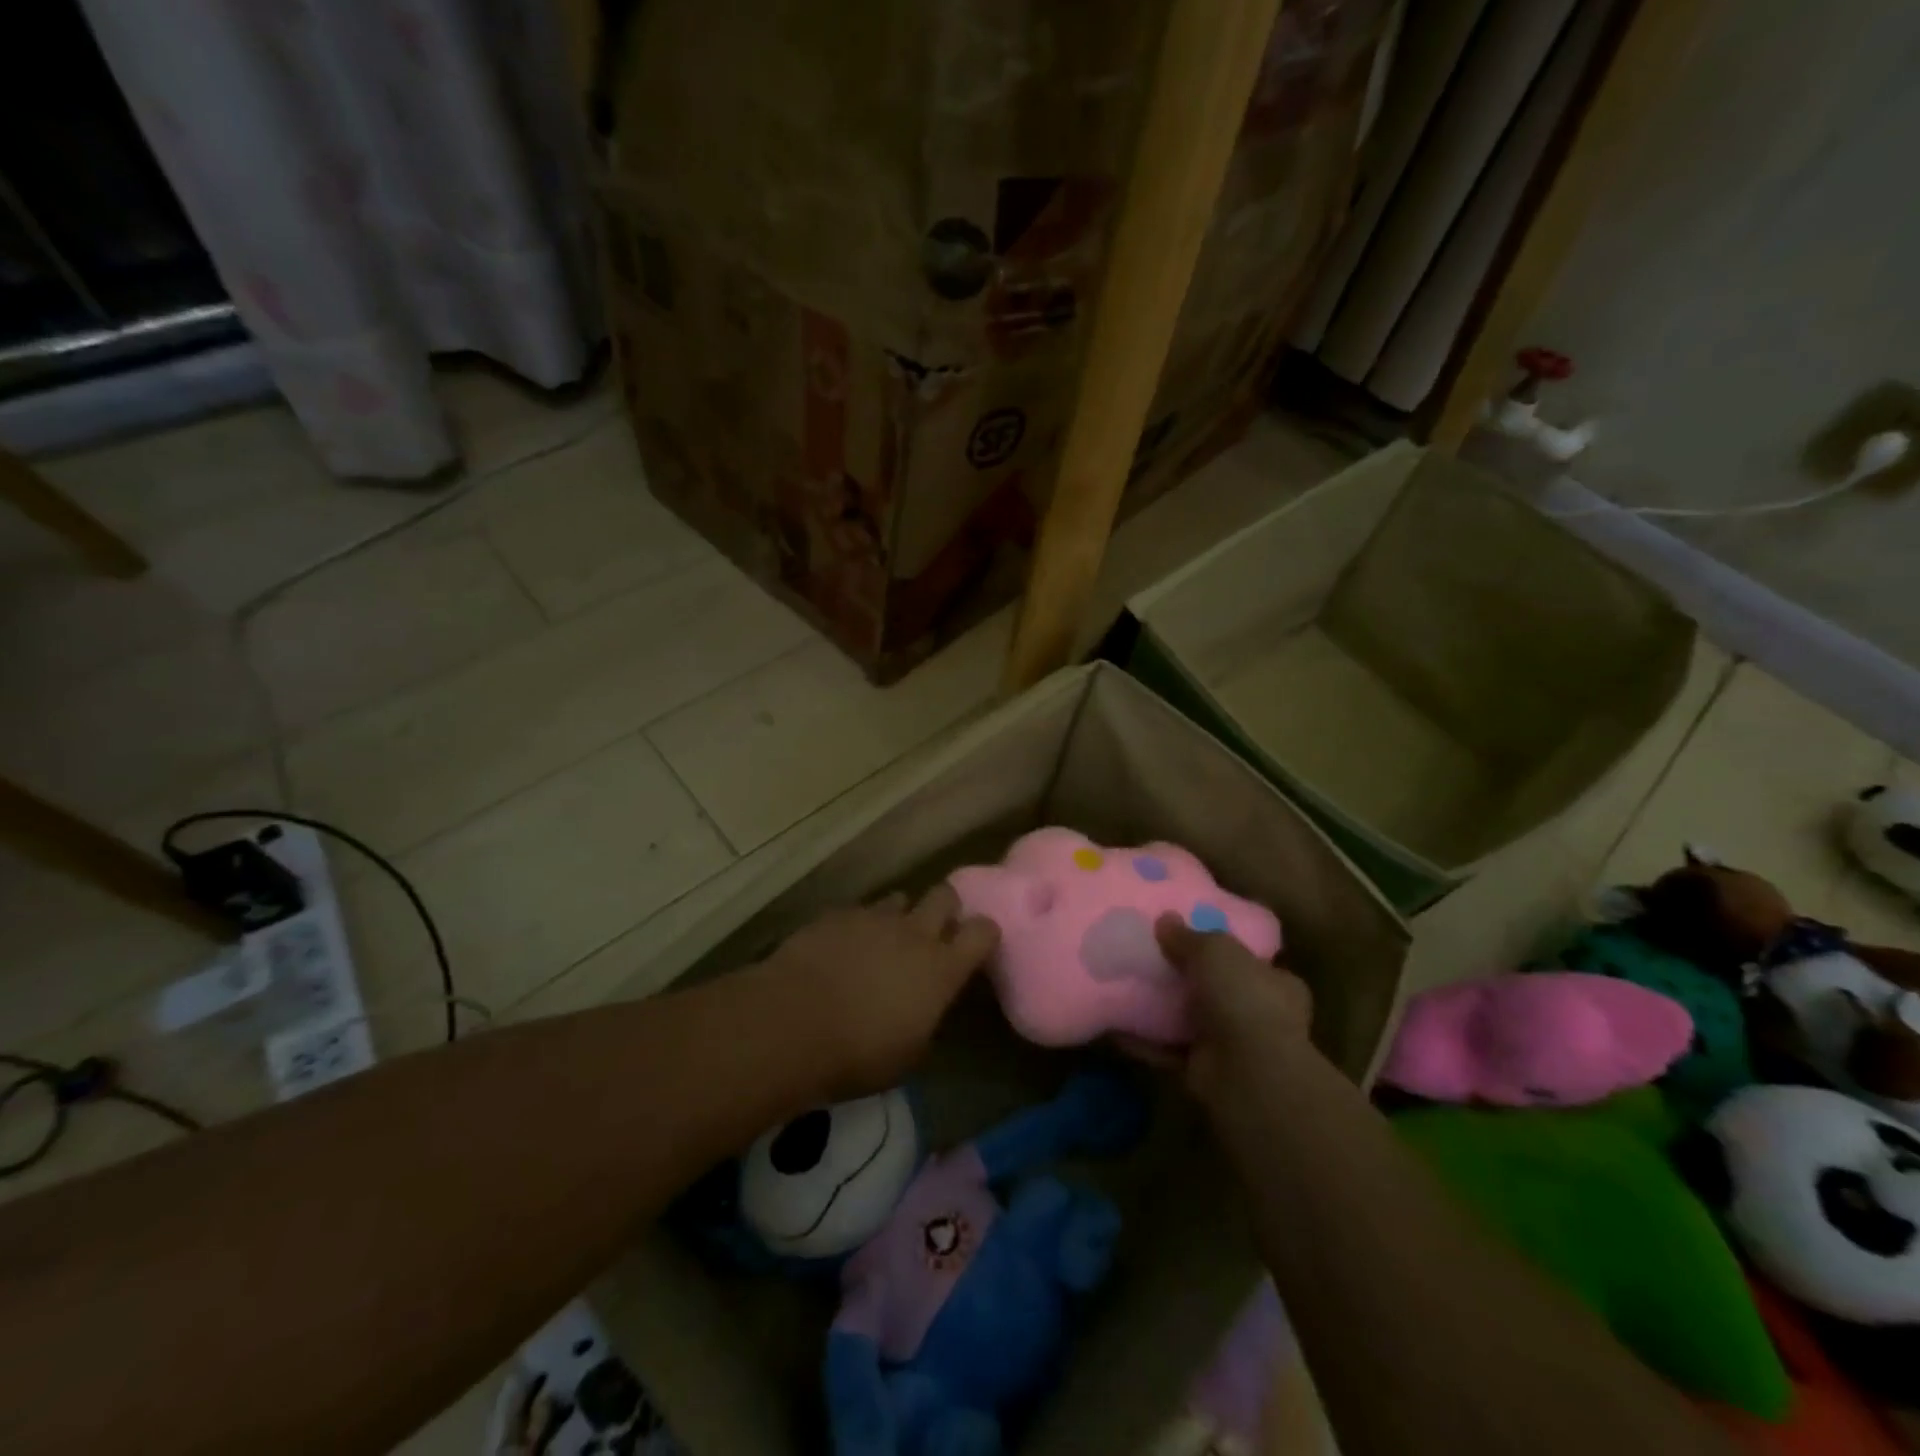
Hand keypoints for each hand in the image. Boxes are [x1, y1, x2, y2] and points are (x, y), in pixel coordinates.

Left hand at [758, 885, 999, 1099]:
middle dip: (944, 907)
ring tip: (882, 940)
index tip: (979, 944)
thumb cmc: (857, 1054)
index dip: (984, 934)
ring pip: (898, 899)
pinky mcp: (836, 915)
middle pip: (944, 896)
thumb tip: (923, 1010)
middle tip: (934, 930)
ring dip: (897, 917)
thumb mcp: (907, 1055)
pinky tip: (841, 948)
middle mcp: (913, 933)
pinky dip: (856, 927)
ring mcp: (873, 918)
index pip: (982, 932)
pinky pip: (857, 912)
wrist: (792, 1024)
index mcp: (941, 969)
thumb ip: (925, 1021)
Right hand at [1141, 914, 1313, 1112]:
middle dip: (1186, 978)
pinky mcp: (1204, 1070)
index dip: (1222, 950)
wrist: (1248, 1073)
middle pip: (1216, 990)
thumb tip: (1165, 919)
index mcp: (1276, 983)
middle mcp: (1259, 1015)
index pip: (1250, 962)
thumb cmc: (1244, 998)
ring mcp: (1232, 1046)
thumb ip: (1188, 936)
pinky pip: (1167, 1049)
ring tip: (1124, 985)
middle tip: (1150, 957)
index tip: (1190, 937)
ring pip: (1190, 1020)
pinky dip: (1144, 1039)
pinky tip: (1114, 1023)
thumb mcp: (1215, 950)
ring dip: (1161, 1009)